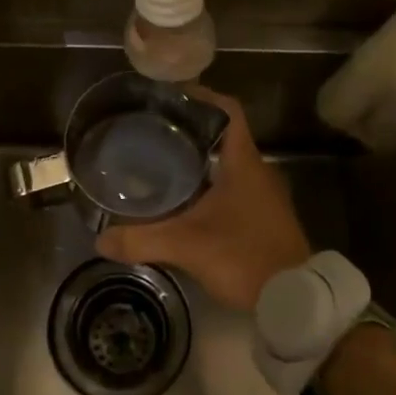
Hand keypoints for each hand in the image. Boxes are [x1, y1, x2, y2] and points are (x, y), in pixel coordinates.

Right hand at [97, 88, 311, 311]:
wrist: (294, 299)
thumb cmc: (244, 256)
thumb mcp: (187, 245)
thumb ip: (142, 239)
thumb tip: (101, 239)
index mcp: (244, 162)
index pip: (228, 110)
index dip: (202, 95)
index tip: (171, 95)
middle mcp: (258, 171)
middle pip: (224, 135)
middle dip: (191, 130)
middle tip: (155, 130)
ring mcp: (264, 195)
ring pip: (228, 164)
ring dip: (200, 160)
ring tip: (163, 161)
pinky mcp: (264, 217)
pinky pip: (234, 187)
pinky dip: (210, 185)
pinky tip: (185, 201)